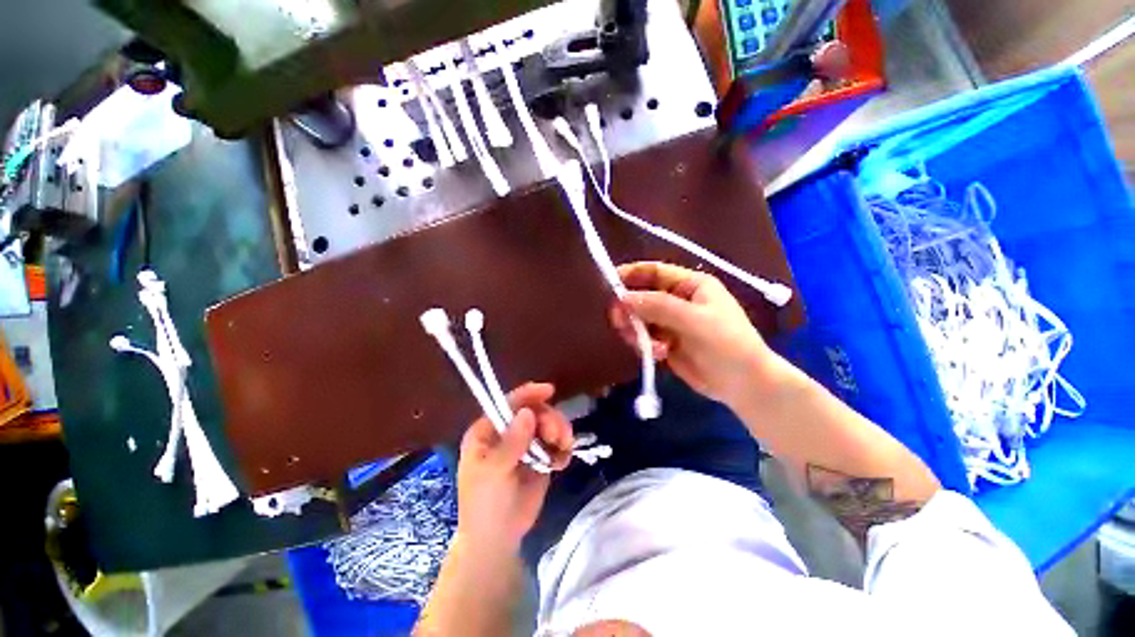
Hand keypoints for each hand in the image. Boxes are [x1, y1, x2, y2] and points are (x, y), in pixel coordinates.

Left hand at [455, 382, 573, 551]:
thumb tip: (527, 412)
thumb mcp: (493, 473)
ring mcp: (525, 445)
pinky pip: (556, 444)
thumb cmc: (485, 505)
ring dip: (560, 432)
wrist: (498, 541)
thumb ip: (511, 443)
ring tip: (563, 449)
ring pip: (548, 425)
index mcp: (488, 431)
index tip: (549, 391)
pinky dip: (563, 449)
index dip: (528, 394)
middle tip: (558, 436)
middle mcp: (507, 432)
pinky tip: (562, 462)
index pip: (508, 403)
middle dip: (550, 419)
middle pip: (534, 411)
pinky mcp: (540, 459)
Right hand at [611, 261, 781, 407]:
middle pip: (642, 296)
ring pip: (640, 319)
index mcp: (691, 286)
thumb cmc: (727, 345)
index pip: (655, 272)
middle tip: (620, 322)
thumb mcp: (695, 321)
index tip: (608, 282)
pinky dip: (645, 345)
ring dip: (636, 331)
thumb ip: (659, 306)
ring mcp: (671, 323)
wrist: (744, 385)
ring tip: (645, 346)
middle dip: (629, 308)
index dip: (631, 274)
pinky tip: (659, 355)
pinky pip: (644, 337)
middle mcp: (678, 300)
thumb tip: (623, 297)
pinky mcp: (667, 343)